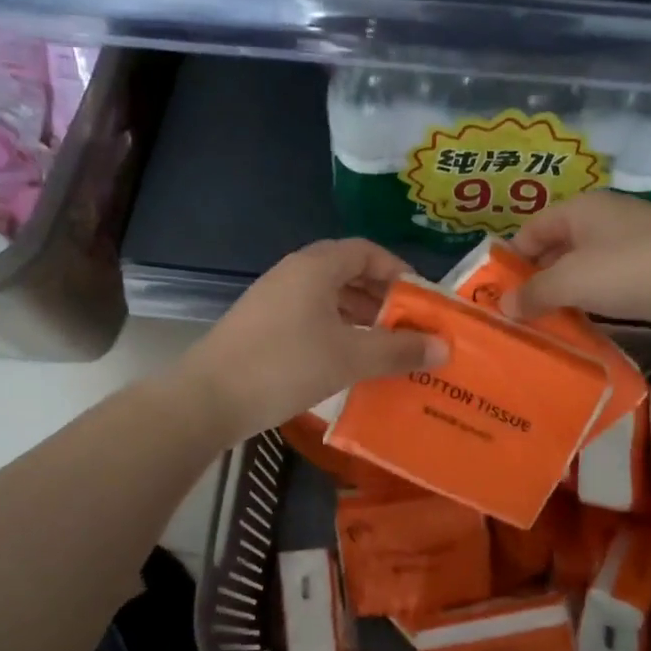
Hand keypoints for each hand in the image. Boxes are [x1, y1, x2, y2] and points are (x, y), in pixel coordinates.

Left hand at [175, 239, 447, 441]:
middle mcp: (293, 272)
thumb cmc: (284, 367)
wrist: (207, 398)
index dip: (397, 270)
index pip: (366, 251)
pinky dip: (334, 327)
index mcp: (316, 267)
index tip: (419, 299)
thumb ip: (398, 350)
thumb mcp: (350, 358)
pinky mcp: (260, 322)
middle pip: (347, 271)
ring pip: (326, 295)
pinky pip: (308, 313)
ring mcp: (272, 297)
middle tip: (406, 325)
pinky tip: (345, 358)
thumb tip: (444, 347)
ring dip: (357, 314)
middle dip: (380, 295)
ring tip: (382, 345)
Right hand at [504, 193, 650, 333]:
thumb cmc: (635, 269)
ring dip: (565, 298)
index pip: (529, 230)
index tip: (496, 298)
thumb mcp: (574, 281)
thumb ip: (535, 293)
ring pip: (583, 271)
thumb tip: (504, 307)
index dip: (510, 261)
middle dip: (535, 283)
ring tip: (545, 331)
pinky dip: (594, 305)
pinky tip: (585, 330)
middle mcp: (602, 221)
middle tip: (516, 321)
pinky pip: (610, 286)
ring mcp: (631, 245)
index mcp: (579, 210)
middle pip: (555, 250)